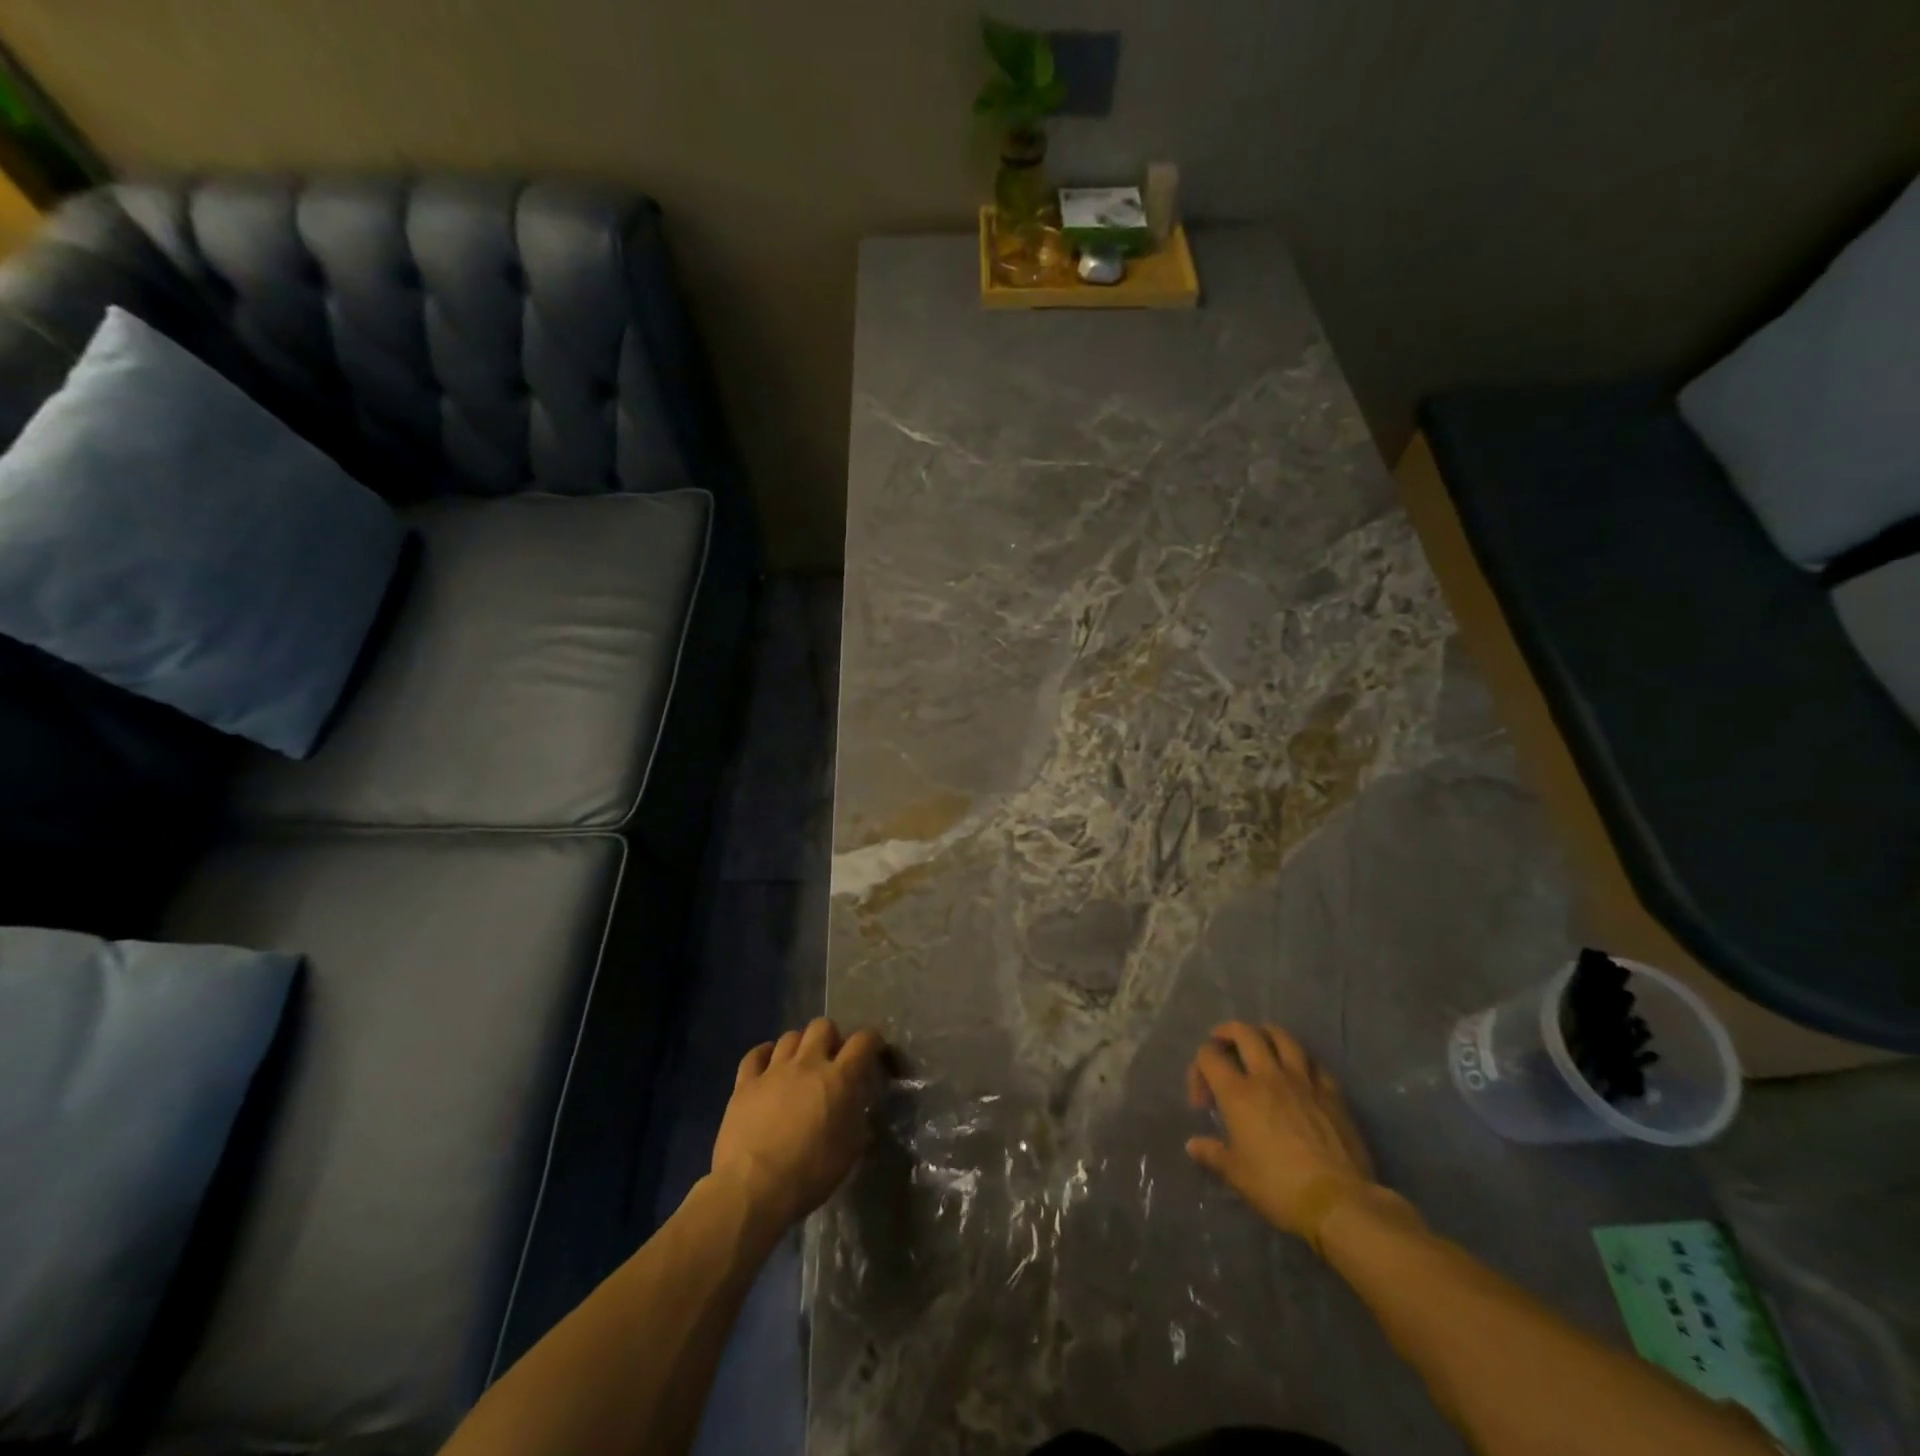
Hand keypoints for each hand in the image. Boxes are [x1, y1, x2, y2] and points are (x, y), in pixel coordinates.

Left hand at [711, 1018, 886, 1233]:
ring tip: (800, 1066)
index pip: (863, 1040)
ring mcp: (773, 1070)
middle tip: (831, 1061)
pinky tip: (768, 1066)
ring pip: (790, 1036)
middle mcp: (808, 1063)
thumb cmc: (810, 1174)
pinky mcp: (745, 1083)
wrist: (754, 1188)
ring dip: (800, 1047)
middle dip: (831, 1038)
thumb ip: (857, 1115)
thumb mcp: (850, 1149)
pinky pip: (755, 1054)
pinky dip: (764, 1055)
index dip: (872, 1041)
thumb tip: (856, 1100)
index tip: (873, 1053)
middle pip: (823, 1026)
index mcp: (839, 1078)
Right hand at [1185, 1021, 1378, 1238]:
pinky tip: (1300, 1071)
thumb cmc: (1279, 1188)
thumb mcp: (1238, 1175)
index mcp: (1238, 1094)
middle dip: (1227, 1032)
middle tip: (1222, 1044)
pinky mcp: (1331, 1092)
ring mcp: (1302, 1081)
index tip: (1204, 1099)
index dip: (1199, 1068)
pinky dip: (1301, 1060)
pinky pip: (1314, 1062)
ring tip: (1260, 1044)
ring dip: (1265, 1034)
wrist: (1339, 1202)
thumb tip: (1193, 1145)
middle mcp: (1267, 1077)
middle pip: (1244, 1033)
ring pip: (1282, 1037)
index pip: (1209, 1055)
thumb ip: (1213, 1154)